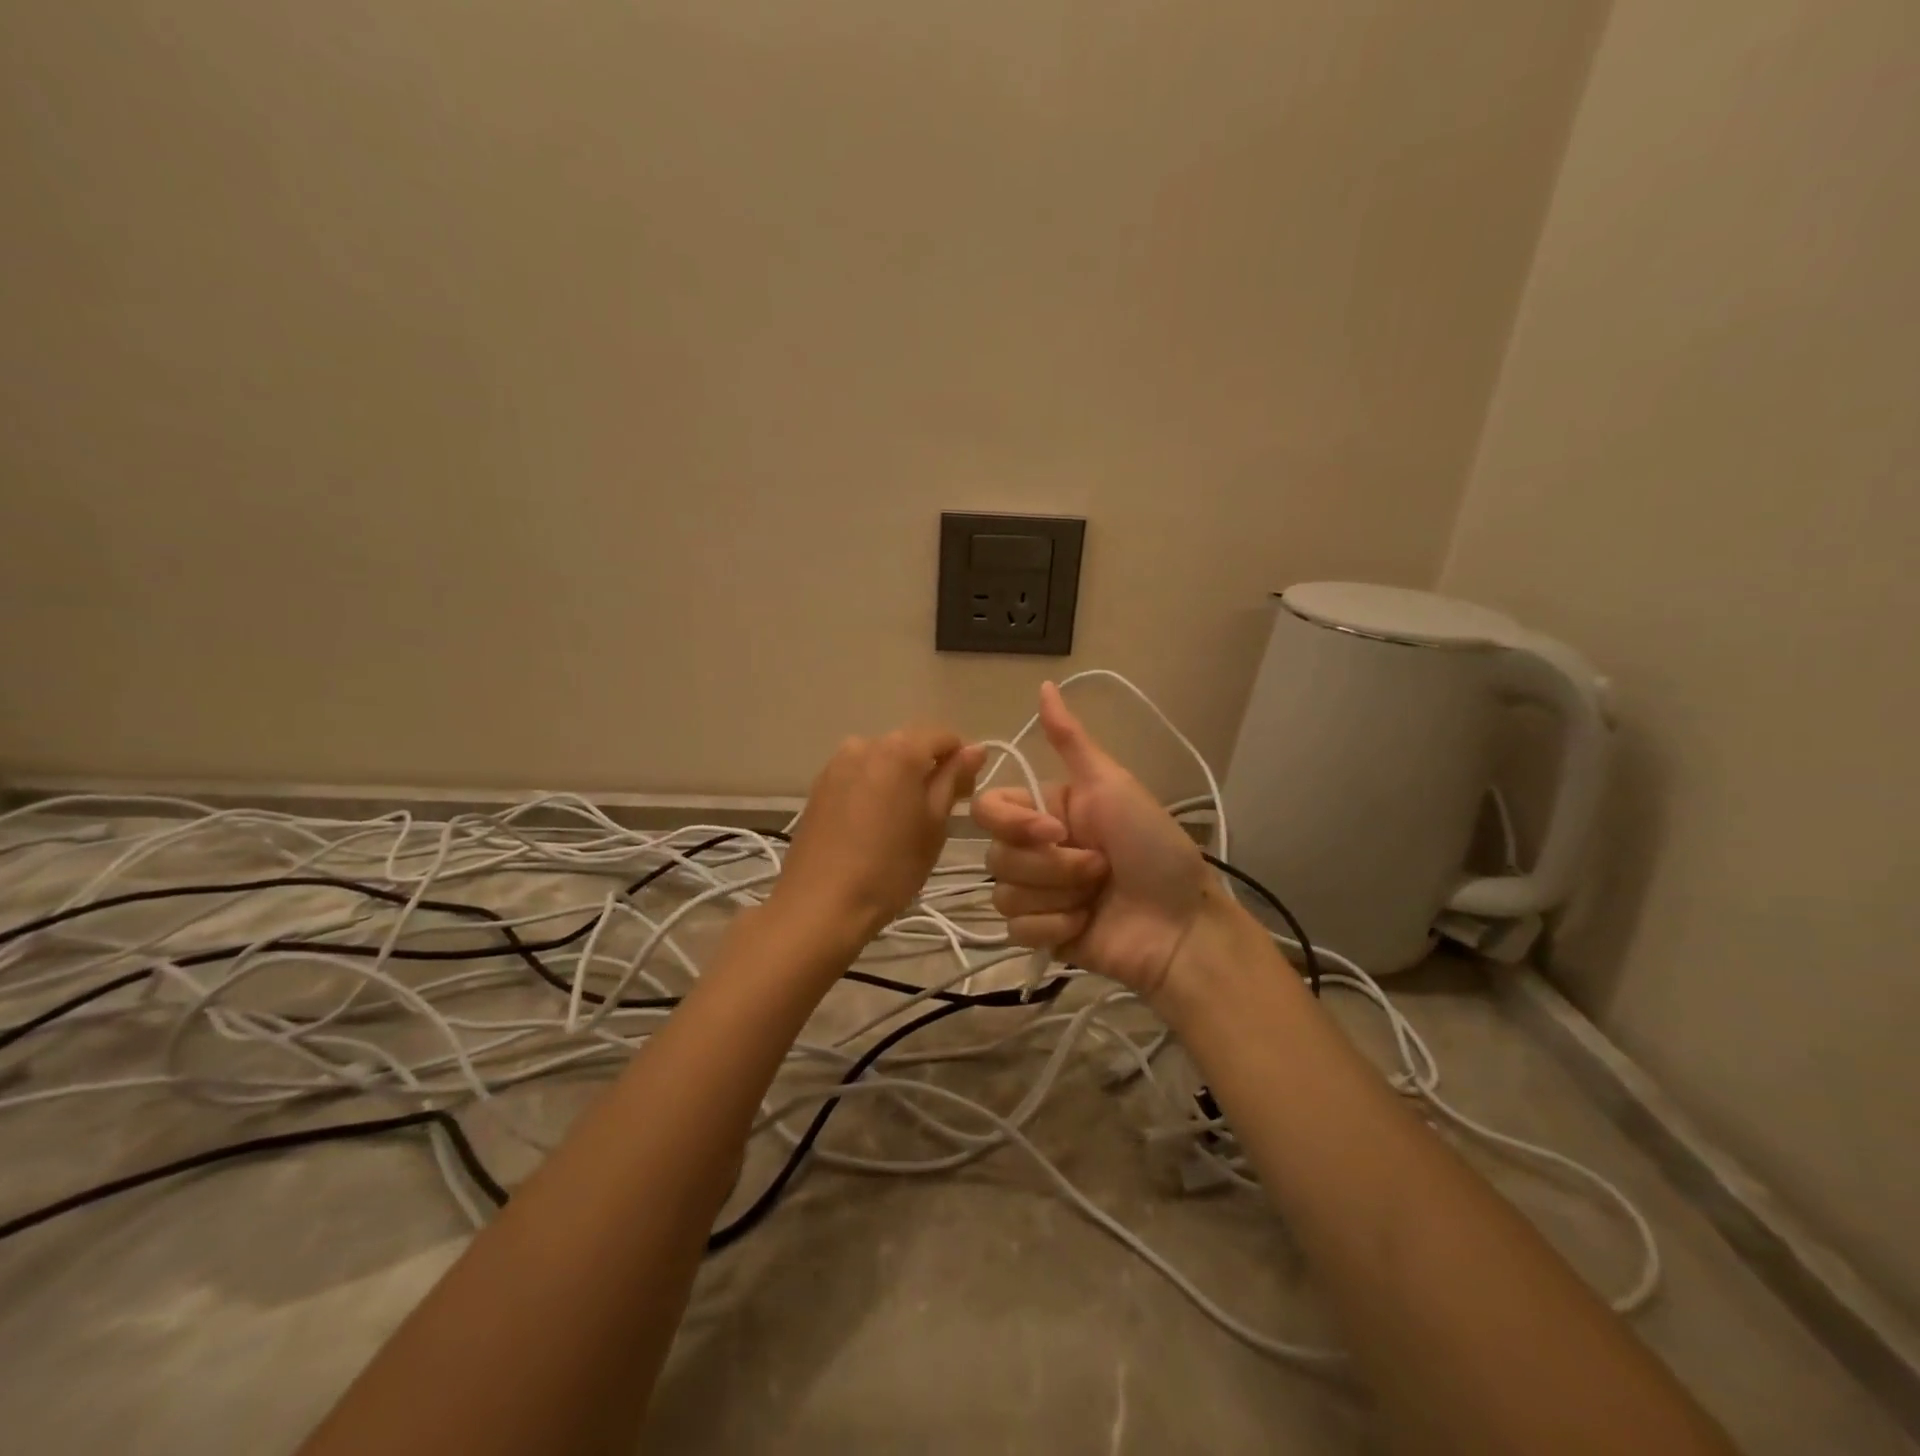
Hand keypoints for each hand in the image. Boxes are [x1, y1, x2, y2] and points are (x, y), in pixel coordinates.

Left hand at [770, 726, 985, 953]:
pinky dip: (874, 789)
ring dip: (900, 779)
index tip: (964, 796)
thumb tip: (975, 748)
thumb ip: (954, 780)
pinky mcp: (819, 786)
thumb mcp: (934, 825)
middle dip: (930, 769)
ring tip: (904, 821)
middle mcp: (865, 744)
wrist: (820, 905)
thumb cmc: (890, 867)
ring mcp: (837, 764)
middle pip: (910, 744)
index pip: (944, 736)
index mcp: (899, 749)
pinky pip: (858, 775)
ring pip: (883, 760)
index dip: (961, 761)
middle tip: (938, 813)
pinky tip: (874, 825)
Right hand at [971, 682, 1210, 1001]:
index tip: (1056, 830)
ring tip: (1094, 898)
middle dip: (1052, 867)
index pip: (987, 809)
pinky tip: (1083, 924)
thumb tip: (1045, 683)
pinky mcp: (1040, 933)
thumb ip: (1070, 740)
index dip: (1013, 824)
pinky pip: (1014, 929)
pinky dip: (1051, 927)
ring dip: (1056, 897)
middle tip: (1098, 869)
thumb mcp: (1112, 784)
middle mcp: (1035, 849)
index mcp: (1044, 810)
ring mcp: (1036, 894)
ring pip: (1002, 895)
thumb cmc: (1152, 846)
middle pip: (995, 857)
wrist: (1181, 923)